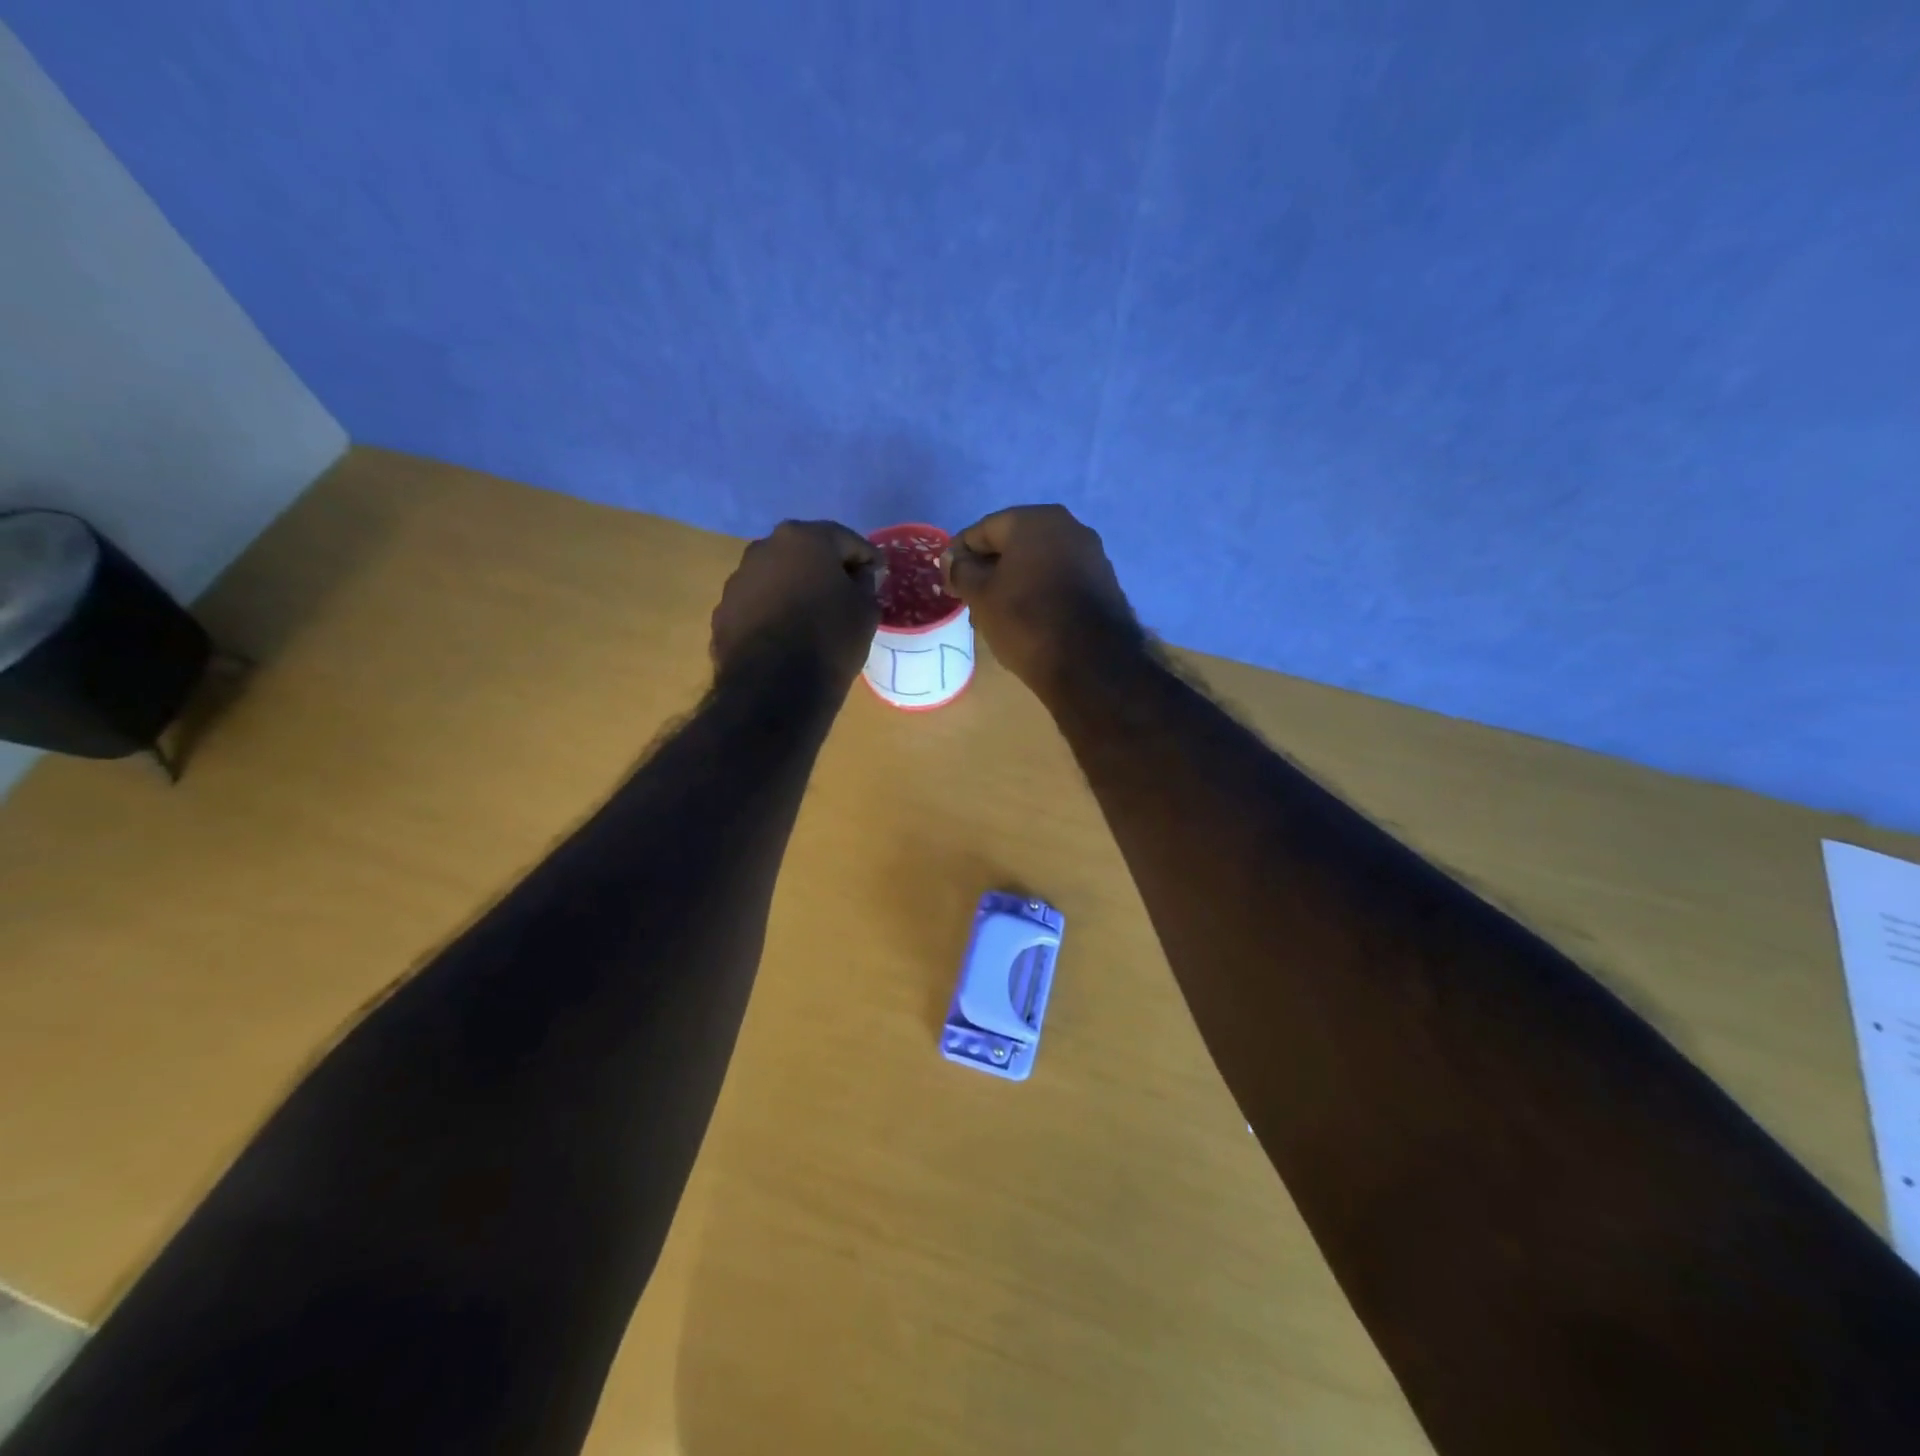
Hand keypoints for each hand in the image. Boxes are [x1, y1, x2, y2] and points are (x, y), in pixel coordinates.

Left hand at [711, 520, 879, 687]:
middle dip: (826, 569)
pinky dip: (774, 613)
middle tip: (846, 594)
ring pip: (777, 577)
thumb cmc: (831, 639)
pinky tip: (786, 637)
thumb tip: (859, 577)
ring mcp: (738, 579)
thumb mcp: (866, 610)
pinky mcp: (723, 611)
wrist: (775, 688)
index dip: (867, 559)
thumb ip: (866, 584)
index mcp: (804, 538)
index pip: (846, 540)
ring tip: (813, 618)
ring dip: (795, 590)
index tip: (879, 576)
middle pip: (806, 553)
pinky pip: (758, 604)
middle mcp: (765, 547)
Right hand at [943, 505, 1138, 694]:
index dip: (959, 555)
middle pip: (1014, 544)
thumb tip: (952, 559)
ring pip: (1038, 562)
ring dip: (1014, 581)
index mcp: (1033, 520)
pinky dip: (1039, 591)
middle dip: (989, 568)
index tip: (947, 581)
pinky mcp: (1104, 581)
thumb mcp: (981, 596)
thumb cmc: (1026, 620)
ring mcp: (1091, 553)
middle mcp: (1067, 526)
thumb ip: (961, 570)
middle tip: (969, 598)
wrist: (1090, 663)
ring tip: (996, 612)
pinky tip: (1028, 617)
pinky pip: (1059, 578)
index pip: (983, 530)